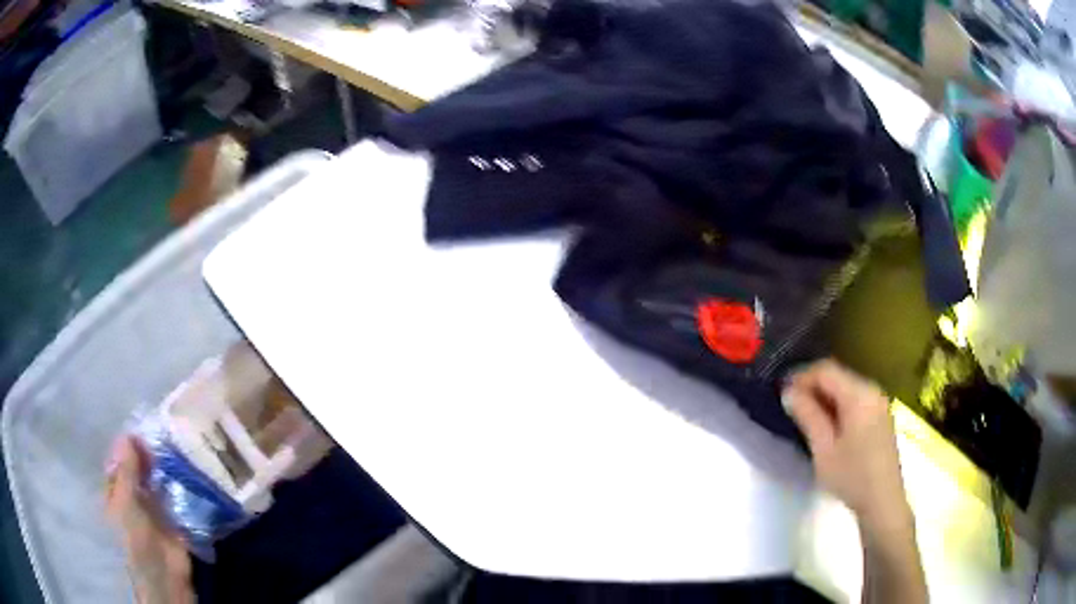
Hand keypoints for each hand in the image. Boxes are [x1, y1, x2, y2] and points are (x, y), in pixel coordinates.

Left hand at [105, 436, 194, 603]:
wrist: (163, 578)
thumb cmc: (132, 539)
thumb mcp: (125, 502)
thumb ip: (127, 471)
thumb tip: (128, 434)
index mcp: (113, 493)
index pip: (118, 462)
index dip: (127, 446)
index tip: (140, 431)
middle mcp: (130, 498)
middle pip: (137, 470)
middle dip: (146, 454)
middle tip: (160, 434)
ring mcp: (152, 510)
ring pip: (155, 481)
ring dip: (163, 468)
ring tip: (174, 445)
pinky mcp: (173, 520)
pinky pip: (173, 497)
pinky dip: (177, 485)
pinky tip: (184, 468)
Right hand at [782, 360, 909, 530]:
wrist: (883, 501)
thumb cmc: (852, 476)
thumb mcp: (824, 449)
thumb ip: (807, 416)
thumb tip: (789, 393)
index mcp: (859, 395)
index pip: (826, 370)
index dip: (801, 377)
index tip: (780, 392)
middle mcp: (871, 390)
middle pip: (837, 376)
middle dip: (811, 385)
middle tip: (789, 405)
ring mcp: (878, 403)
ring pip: (846, 387)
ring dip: (824, 396)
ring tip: (804, 415)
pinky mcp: (880, 416)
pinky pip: (855, 399)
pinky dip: (837, 405)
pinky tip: (827, 424)